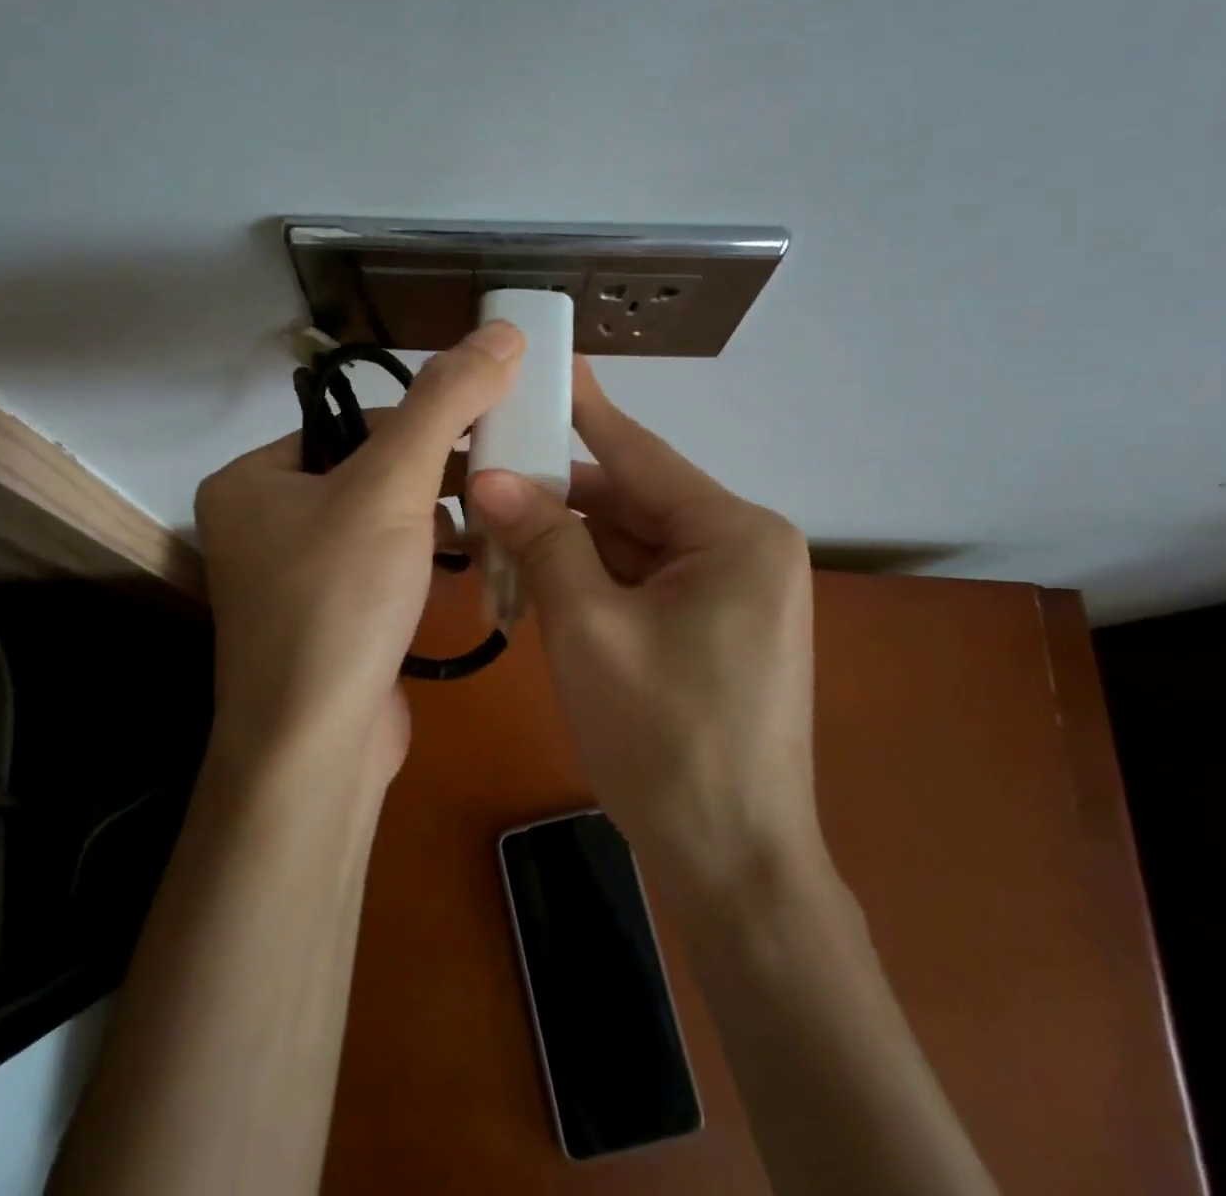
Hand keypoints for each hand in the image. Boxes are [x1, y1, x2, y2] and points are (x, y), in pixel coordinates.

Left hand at [194, 321, 524, 784]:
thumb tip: (502, 329)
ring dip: (434, 518)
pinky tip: (461, 563)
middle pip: (367, 473)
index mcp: (251, 479)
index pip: (352, 425)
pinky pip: (378, 569)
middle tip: (497, 474)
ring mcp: (290, 579)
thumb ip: (446, 401)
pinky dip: (420, 559)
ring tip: (488, 515)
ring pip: (378, 524)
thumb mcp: (393, 484)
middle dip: (434, 475)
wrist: (316, 749)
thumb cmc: (340, 600)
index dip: (424, 423)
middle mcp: (260, 524)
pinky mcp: (323, 622)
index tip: (486, 430)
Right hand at [466, 359, 816, 886]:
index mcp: (733, 533)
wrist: (732, 866)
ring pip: (630, 545)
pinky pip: (640, 583)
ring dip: (566, 545)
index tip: (546, 361)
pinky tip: (533, 582)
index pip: (640, 453)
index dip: (585, 408)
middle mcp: (742, 549)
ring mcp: (730, 592)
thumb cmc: (665, 740)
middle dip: (557, 497)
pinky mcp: (712, 628)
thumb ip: (543, 541)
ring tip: (491, 531)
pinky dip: (589, 582)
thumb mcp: (589, 629)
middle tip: (484, 470)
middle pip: (631, 502)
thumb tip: (490, 477)